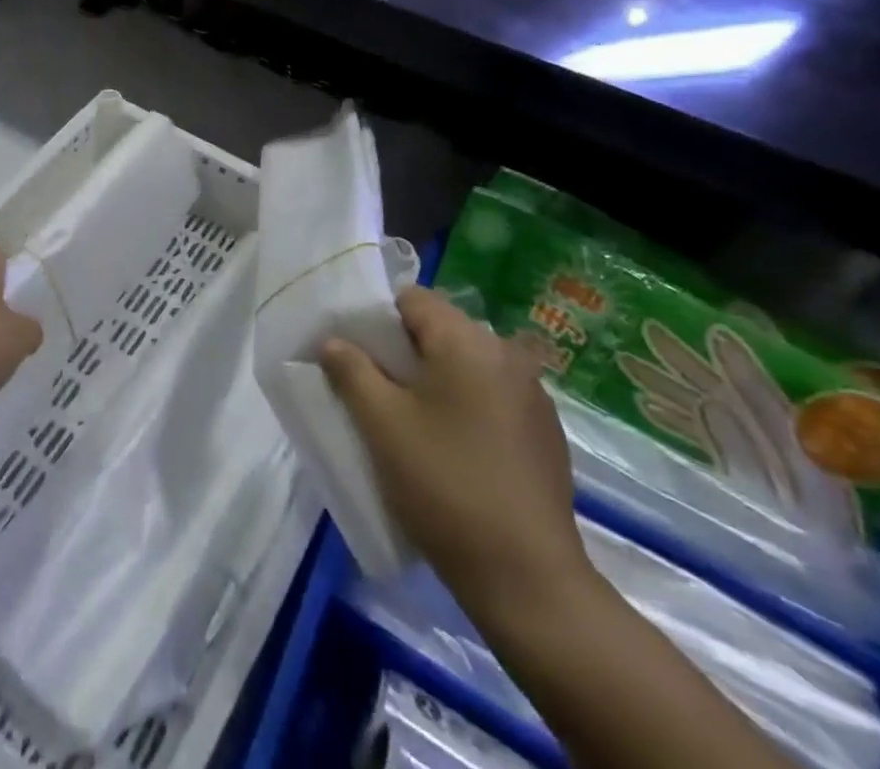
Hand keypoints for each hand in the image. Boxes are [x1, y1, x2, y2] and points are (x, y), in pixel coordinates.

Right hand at [321, 288, 588, 618]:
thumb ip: (351, 369)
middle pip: (440, 330)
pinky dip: (465, 406)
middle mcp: (507, 354)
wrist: (528, 580)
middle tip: (376, 391)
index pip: (412, 298)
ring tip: (411, 423)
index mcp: (468, 341)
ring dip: (435, 380)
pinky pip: (491, 396)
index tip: (358, 355)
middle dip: (403, 352)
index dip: (377, 319)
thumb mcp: (381, 423)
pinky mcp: (546, 433)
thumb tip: (333, 340)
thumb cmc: (444, 485)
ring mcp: (534, 395)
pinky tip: (452, 449)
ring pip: (466, 365)